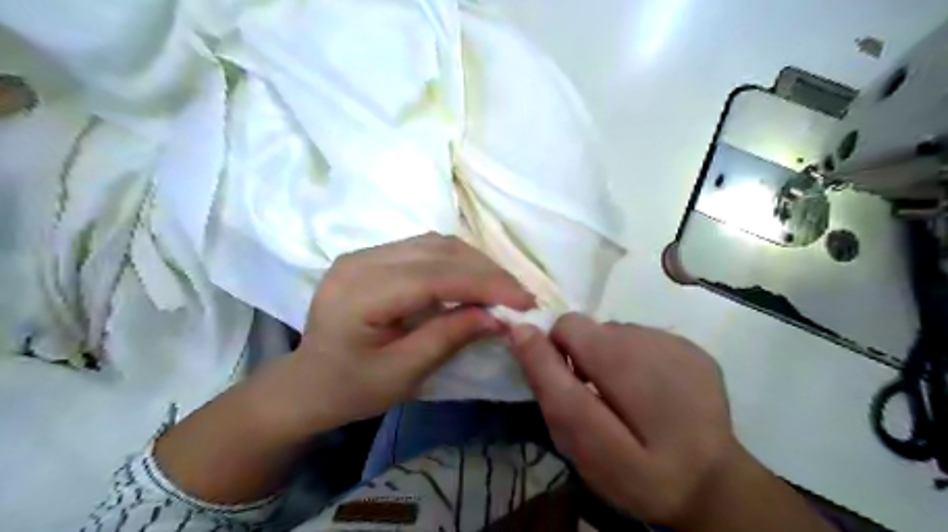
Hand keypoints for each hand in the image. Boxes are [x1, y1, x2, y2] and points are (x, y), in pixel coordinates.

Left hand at [266, 235, 531, 433]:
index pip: (435, 275)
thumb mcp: (403, 373)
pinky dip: (457, 262)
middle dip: (487, 271)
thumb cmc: (350, 389)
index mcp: (359, 293)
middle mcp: (361, 260)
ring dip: (475, 263)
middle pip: (438, 251)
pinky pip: (426, 248)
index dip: (485, 284)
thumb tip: (499, 317)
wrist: (307, 383)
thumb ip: (449, 337)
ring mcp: (365, 253)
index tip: (525, 300)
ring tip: (502, 289)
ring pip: (435, 243)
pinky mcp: (374, 256)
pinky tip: (473, 280)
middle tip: (519, 297)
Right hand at [511, 315, 835, 530]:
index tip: (570, 385)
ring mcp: (678, 342)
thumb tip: (521, 330)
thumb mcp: (580, 440)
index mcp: (620, 361)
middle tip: (600, 399)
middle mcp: (650, 340)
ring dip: (613, 359)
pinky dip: (641, 361)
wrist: (712, 485)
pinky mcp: (695, 349)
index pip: (566, 326)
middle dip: (586, 358)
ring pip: (619, 334)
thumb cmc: (637, 472)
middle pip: (592, 330)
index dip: (558, 353)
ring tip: (630, 399)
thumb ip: (549, 382)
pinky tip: (657, 394)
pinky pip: (647, 341)